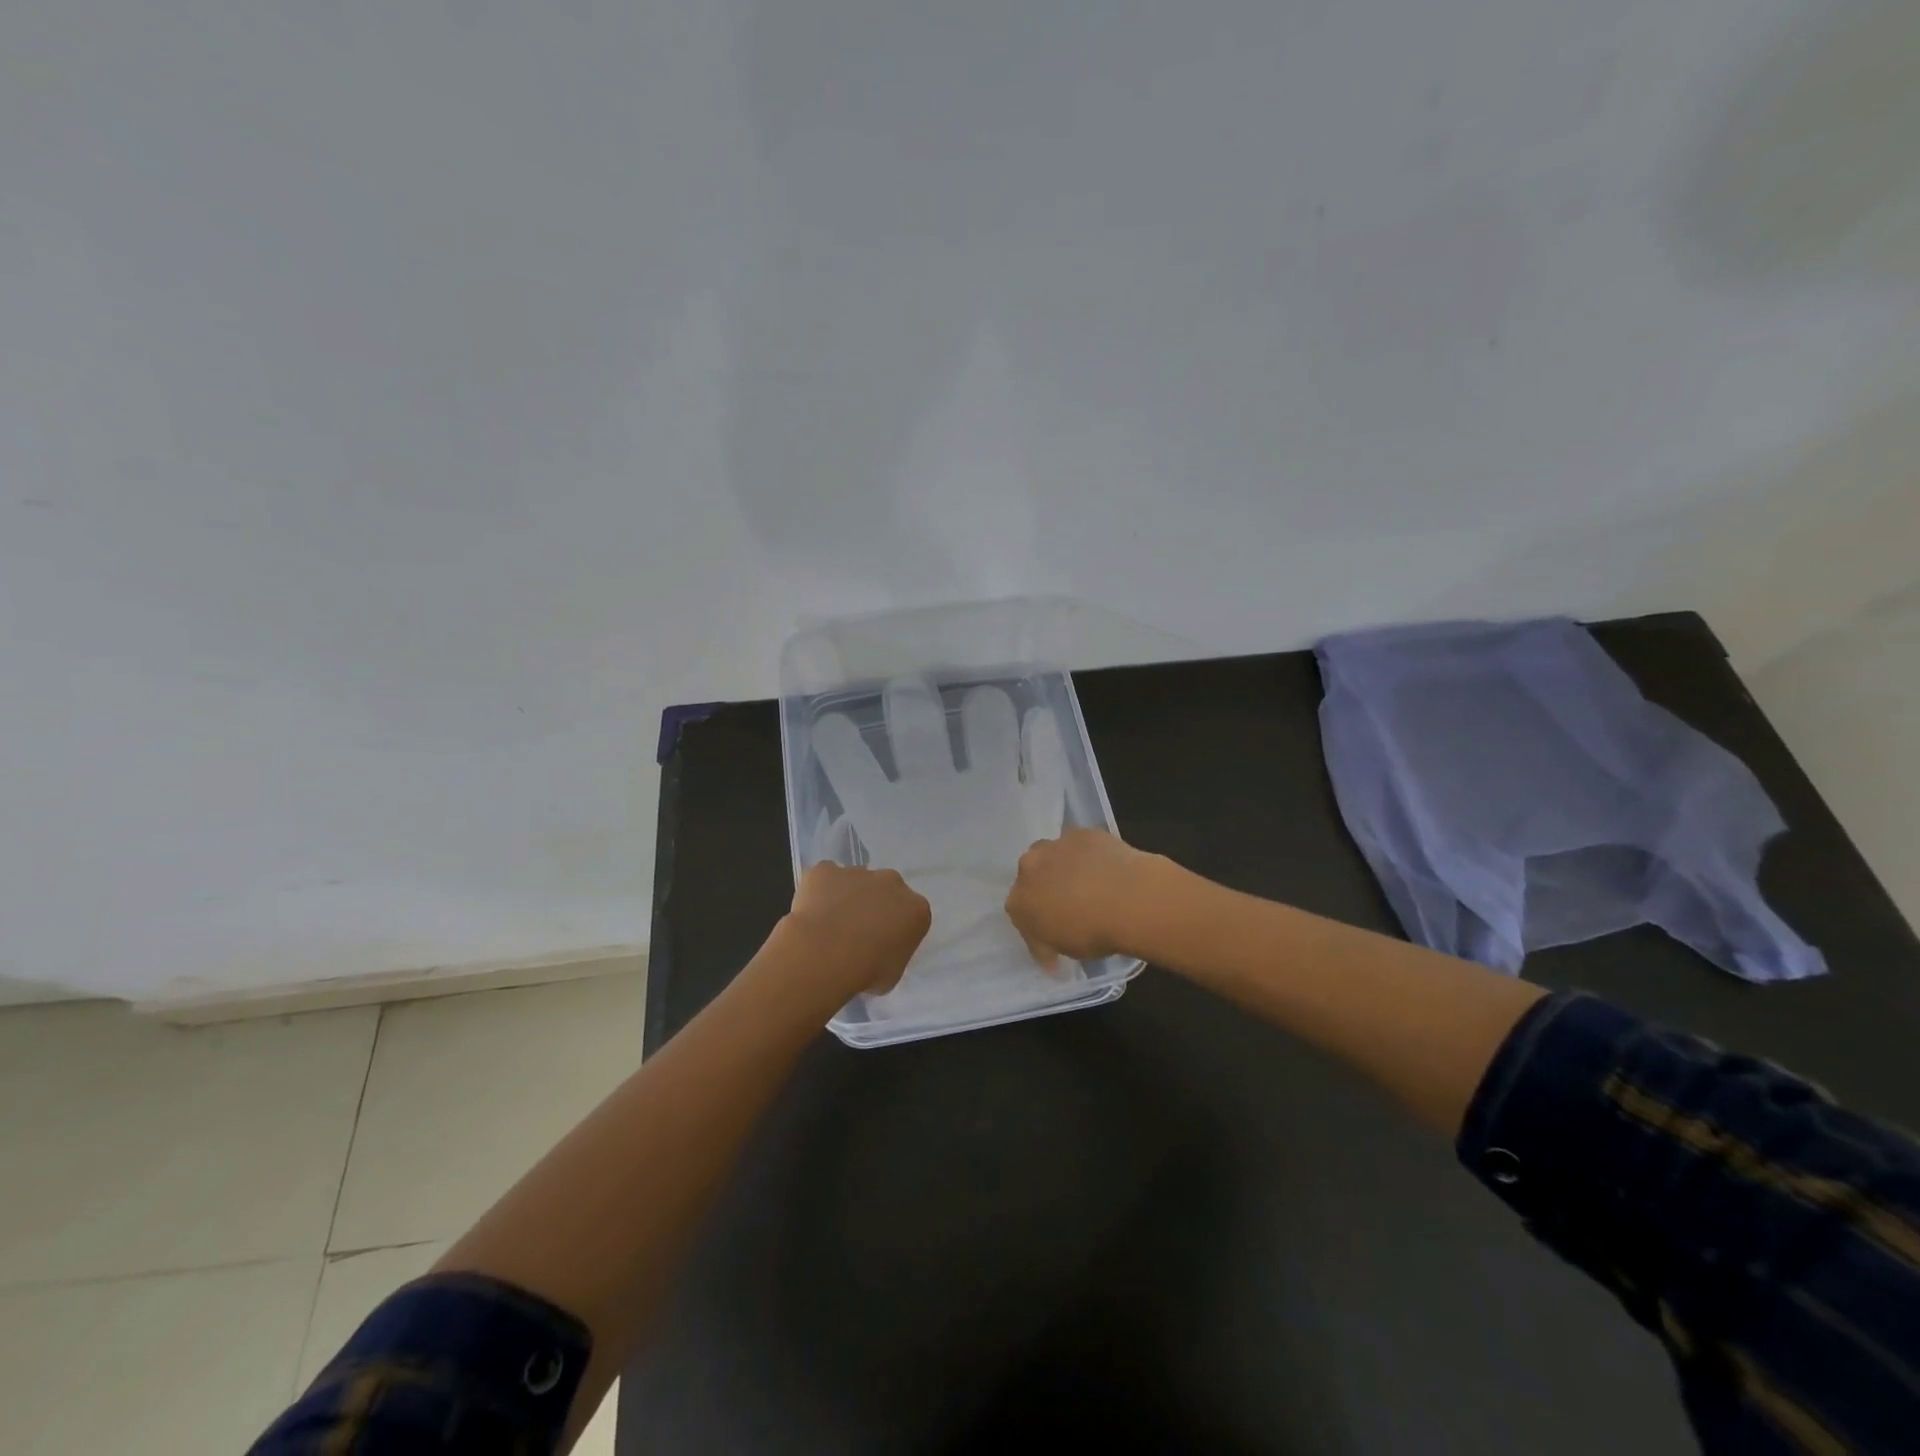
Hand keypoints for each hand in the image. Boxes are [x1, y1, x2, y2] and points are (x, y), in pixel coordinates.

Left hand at [785, 862, 932, 997]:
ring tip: (828, 928)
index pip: (911, 916)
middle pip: (886, 891)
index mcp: (915, 908)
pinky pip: (824, 877)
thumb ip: (891, 953)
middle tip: (855, 934)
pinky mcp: (826, 869)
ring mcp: (858, 872)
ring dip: (846, 898)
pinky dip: (818, 891)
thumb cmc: (865, 971)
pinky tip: (810, 914)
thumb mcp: (892, 974)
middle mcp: (892, 882)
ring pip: (855, 882)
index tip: (882, 946)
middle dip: (874, 906)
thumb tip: (878, 950)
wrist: (824, 955)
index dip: (895, 930)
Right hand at [1004, 828, 1168, 966]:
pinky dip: (1090, 856)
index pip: (1021, 913)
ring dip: (1066, 867)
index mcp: (1019, 902)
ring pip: (1055, 856)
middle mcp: (1029, 867)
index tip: (1055, 932)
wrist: (1129, 898)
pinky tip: (1108, 870)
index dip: (1038, 922)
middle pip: (1032, 876)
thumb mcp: (1066, 951)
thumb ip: (1050, 946)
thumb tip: (1051, 960)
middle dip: (1046, 887)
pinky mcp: (1082, 832)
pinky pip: (1081, 846)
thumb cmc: (1093, 933)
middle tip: (1070, 904)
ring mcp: (1056, 846)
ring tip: (1092, 884)